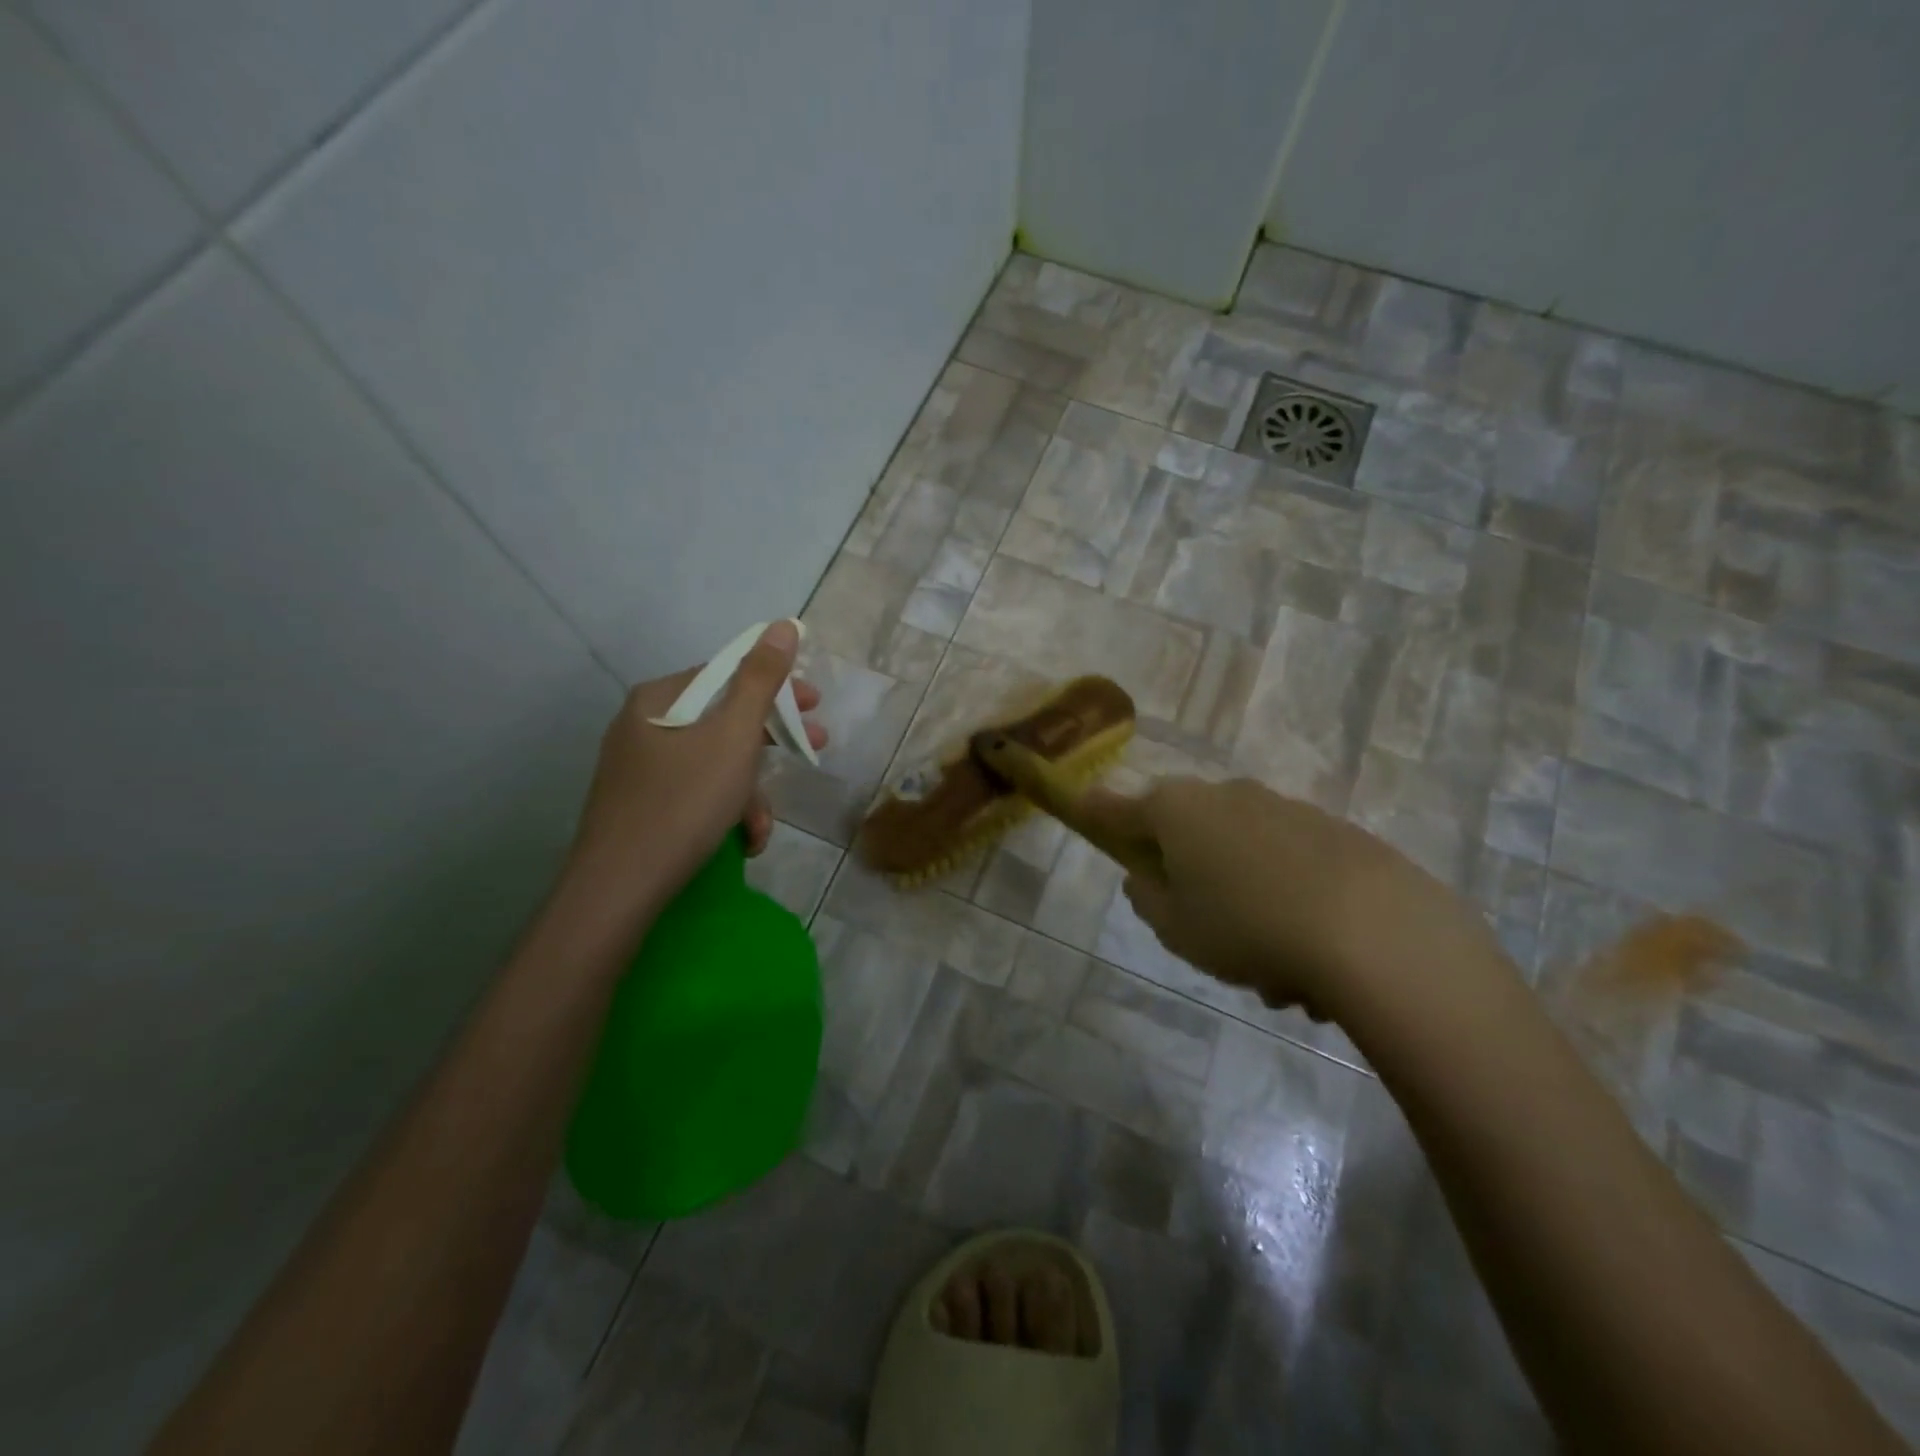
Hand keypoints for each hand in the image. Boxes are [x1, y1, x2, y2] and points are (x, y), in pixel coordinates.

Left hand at [564, 621, 826, 921]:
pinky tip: (742, 841)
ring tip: (763, 827)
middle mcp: (644, 725)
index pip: (728, 675)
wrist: (619, 887)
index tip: (815, 705)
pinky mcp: (641, 805)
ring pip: (713, 762)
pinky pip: (695, 791)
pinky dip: (724, 810)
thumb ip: (761, 679)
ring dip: (749, 791)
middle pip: (723, 719)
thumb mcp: (733, 736)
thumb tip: (781, 625)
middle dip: (772, 741)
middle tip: (813, 748)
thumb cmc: (684, 802)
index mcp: (660, 699)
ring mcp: (639, 768)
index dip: (777, 687)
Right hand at [1079, 776, 1505, 1021]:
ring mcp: (1285, 809)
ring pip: (1242, 854)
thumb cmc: (1247, 927)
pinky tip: (1311, 956)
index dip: (1096, 812)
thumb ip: (1148, 900)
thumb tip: (1144, 877)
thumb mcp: (1177, 929)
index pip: (1119, 808)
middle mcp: (1227, 797)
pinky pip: (1288, 865)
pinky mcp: (1335, 831)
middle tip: (1200, 926)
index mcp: (1178, 812)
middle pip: (1188, 829)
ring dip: (1243, 898)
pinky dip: (1287, 900)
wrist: (1376, 932)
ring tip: (1271, 970)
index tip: (1080, 806)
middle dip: (1188, 872)